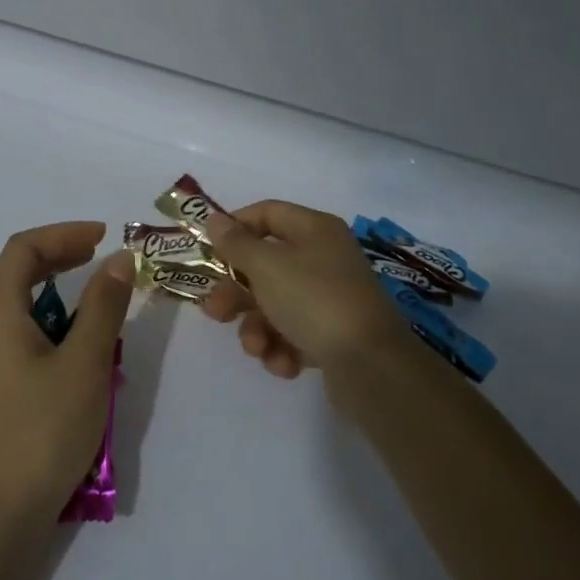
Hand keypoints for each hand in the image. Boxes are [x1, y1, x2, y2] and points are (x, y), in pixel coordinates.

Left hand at [0, 222, 134, 533]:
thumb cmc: (41, 432)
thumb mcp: (84, 363)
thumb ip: (103, 307)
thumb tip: (118, 259)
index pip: (23, 249)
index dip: (63, 234)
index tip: (104, 237)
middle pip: (17, 273)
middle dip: (61, 258)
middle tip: (102, 259)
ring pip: (20, 308)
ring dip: (59, 295)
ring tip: (100, 305)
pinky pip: (22, 337)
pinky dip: (52, 327)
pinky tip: (81, 353)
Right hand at [199, 201, 426, 401]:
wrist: (371, 366)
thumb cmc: (314, 300)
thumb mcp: (266, 266)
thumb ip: (236, 243)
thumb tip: (215, 220)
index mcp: (314, 230)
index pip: (267, 213)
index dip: (235, 227)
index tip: (208, 250)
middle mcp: (323, 258)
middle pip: (265, 265)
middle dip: (236, 292)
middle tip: (214, 312)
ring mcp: (329, 298)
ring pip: (274, 304)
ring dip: (256, 327)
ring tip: (256, 347)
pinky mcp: (332, 335)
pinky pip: (293, 333)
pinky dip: (281, 348)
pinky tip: (284, 363)